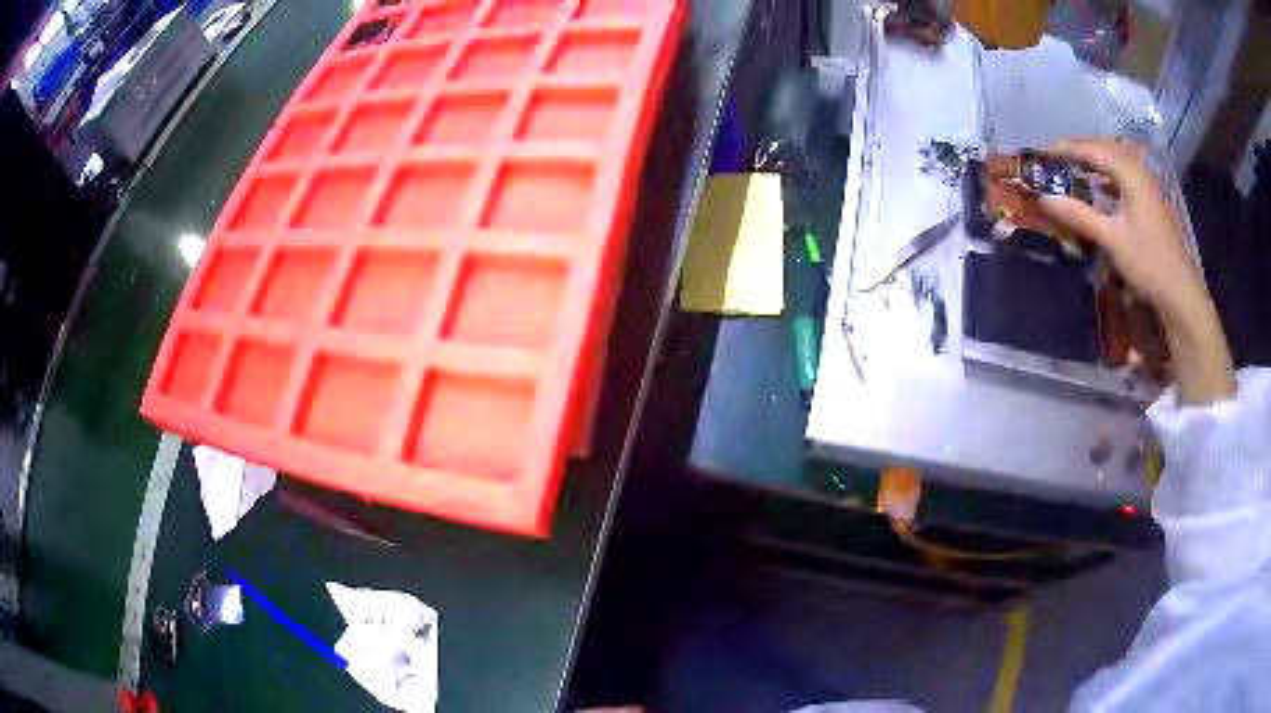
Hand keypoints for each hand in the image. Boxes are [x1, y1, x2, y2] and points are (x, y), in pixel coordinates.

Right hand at [1038, 137, 1235, 404]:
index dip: (1067, 148)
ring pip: (1117, 162)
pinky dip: (1109, 177)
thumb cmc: (1148, 263)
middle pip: (1106, 149)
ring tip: (1076, 167)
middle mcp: (1140, 171)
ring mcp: (1149, 187)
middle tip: (1057, 157)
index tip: (1044, 153)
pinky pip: (1126, 177)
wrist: (1181, 295)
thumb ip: (1078, 214)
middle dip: (1080, 150)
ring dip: (1096, 161)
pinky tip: (1103, 189)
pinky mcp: (1153, 203)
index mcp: (1130, 172)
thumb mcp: (1111, 239)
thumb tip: (1043, 198)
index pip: (1093, 149)